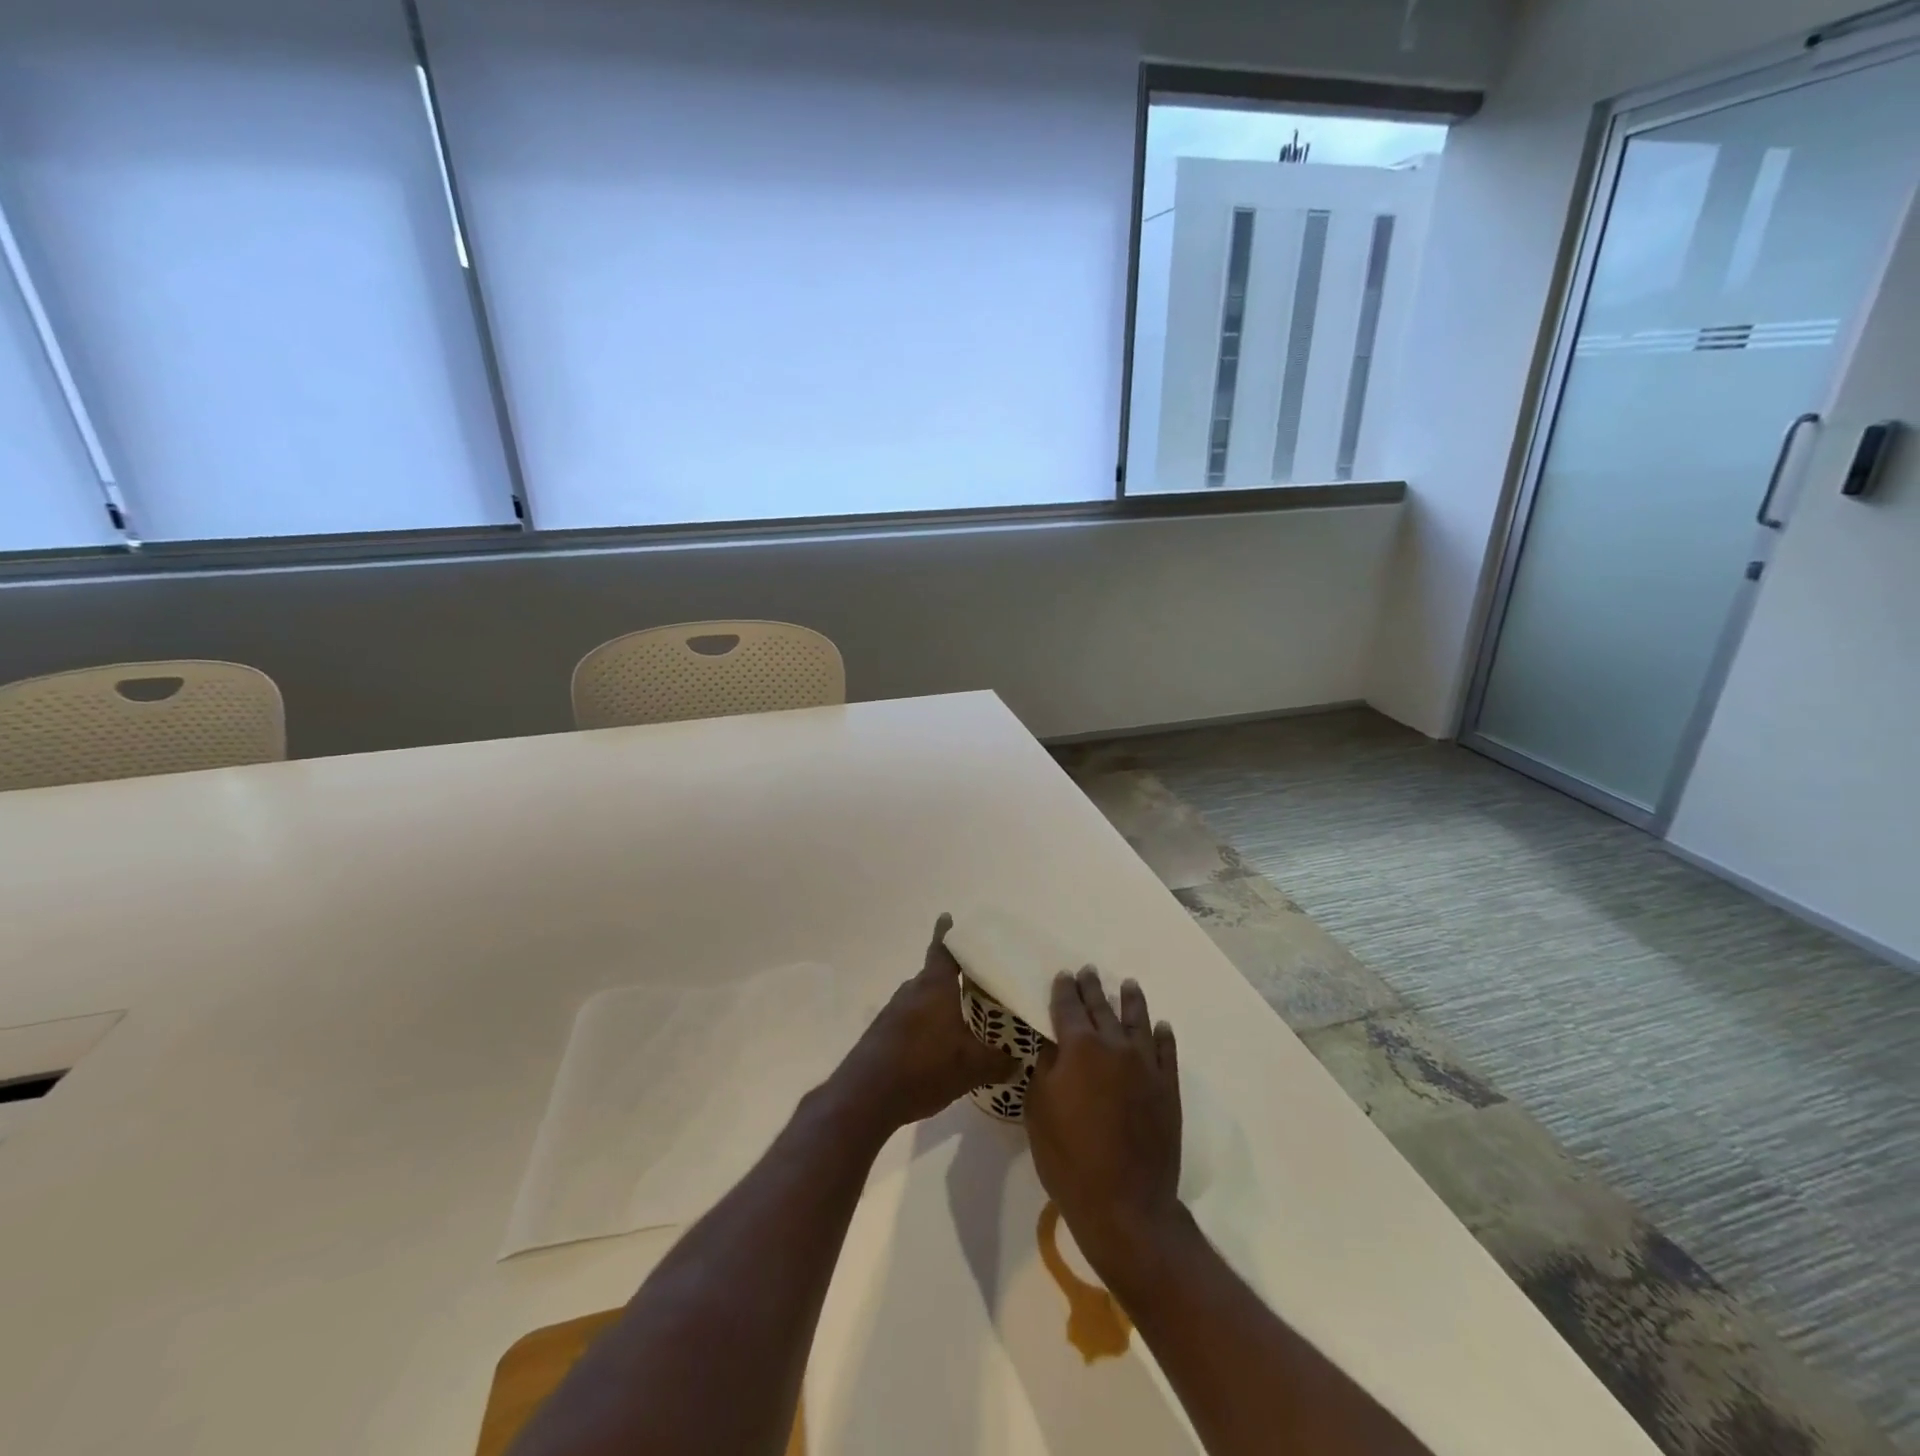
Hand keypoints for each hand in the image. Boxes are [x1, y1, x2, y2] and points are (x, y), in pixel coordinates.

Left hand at [832, 914, 1018, 1134]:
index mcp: (934, 987)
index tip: (948, 917)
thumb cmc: (923, 1067)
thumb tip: (1019, 1061)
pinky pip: (910, 1019)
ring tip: (962, 1015)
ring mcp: (893, 1013)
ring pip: (921, 999)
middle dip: (952, 976)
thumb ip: (999, 1062)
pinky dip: (926, 1024)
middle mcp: (912, 992)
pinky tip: (938, 1046)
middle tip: (976, 979)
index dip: (947, 933)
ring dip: (939, 1003)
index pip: (943, 950)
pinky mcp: (882, 1035)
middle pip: (934, 975)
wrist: (865, 1096)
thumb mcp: (971, 1068)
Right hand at [1026, 969, 1182, 1280]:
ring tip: (1128, 985)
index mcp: (1079, 1048)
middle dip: (1093, 989)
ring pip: (1138, 1021)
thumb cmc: (1069, 1158)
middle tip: (1089, 971)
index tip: (1064, 975)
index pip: (1069, 1008)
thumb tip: (1053, 1045)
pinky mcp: (1168, 1088)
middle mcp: (1114, 1046)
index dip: (1065, 990)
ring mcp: (1146, 1066)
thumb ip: (1045, 1069)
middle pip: (1101, 1009)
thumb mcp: (1038, 1110)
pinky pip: (1166, 1052)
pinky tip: (1161, 1027)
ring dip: (1131, 1001)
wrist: (1125, 1203)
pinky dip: (1163, 1036)